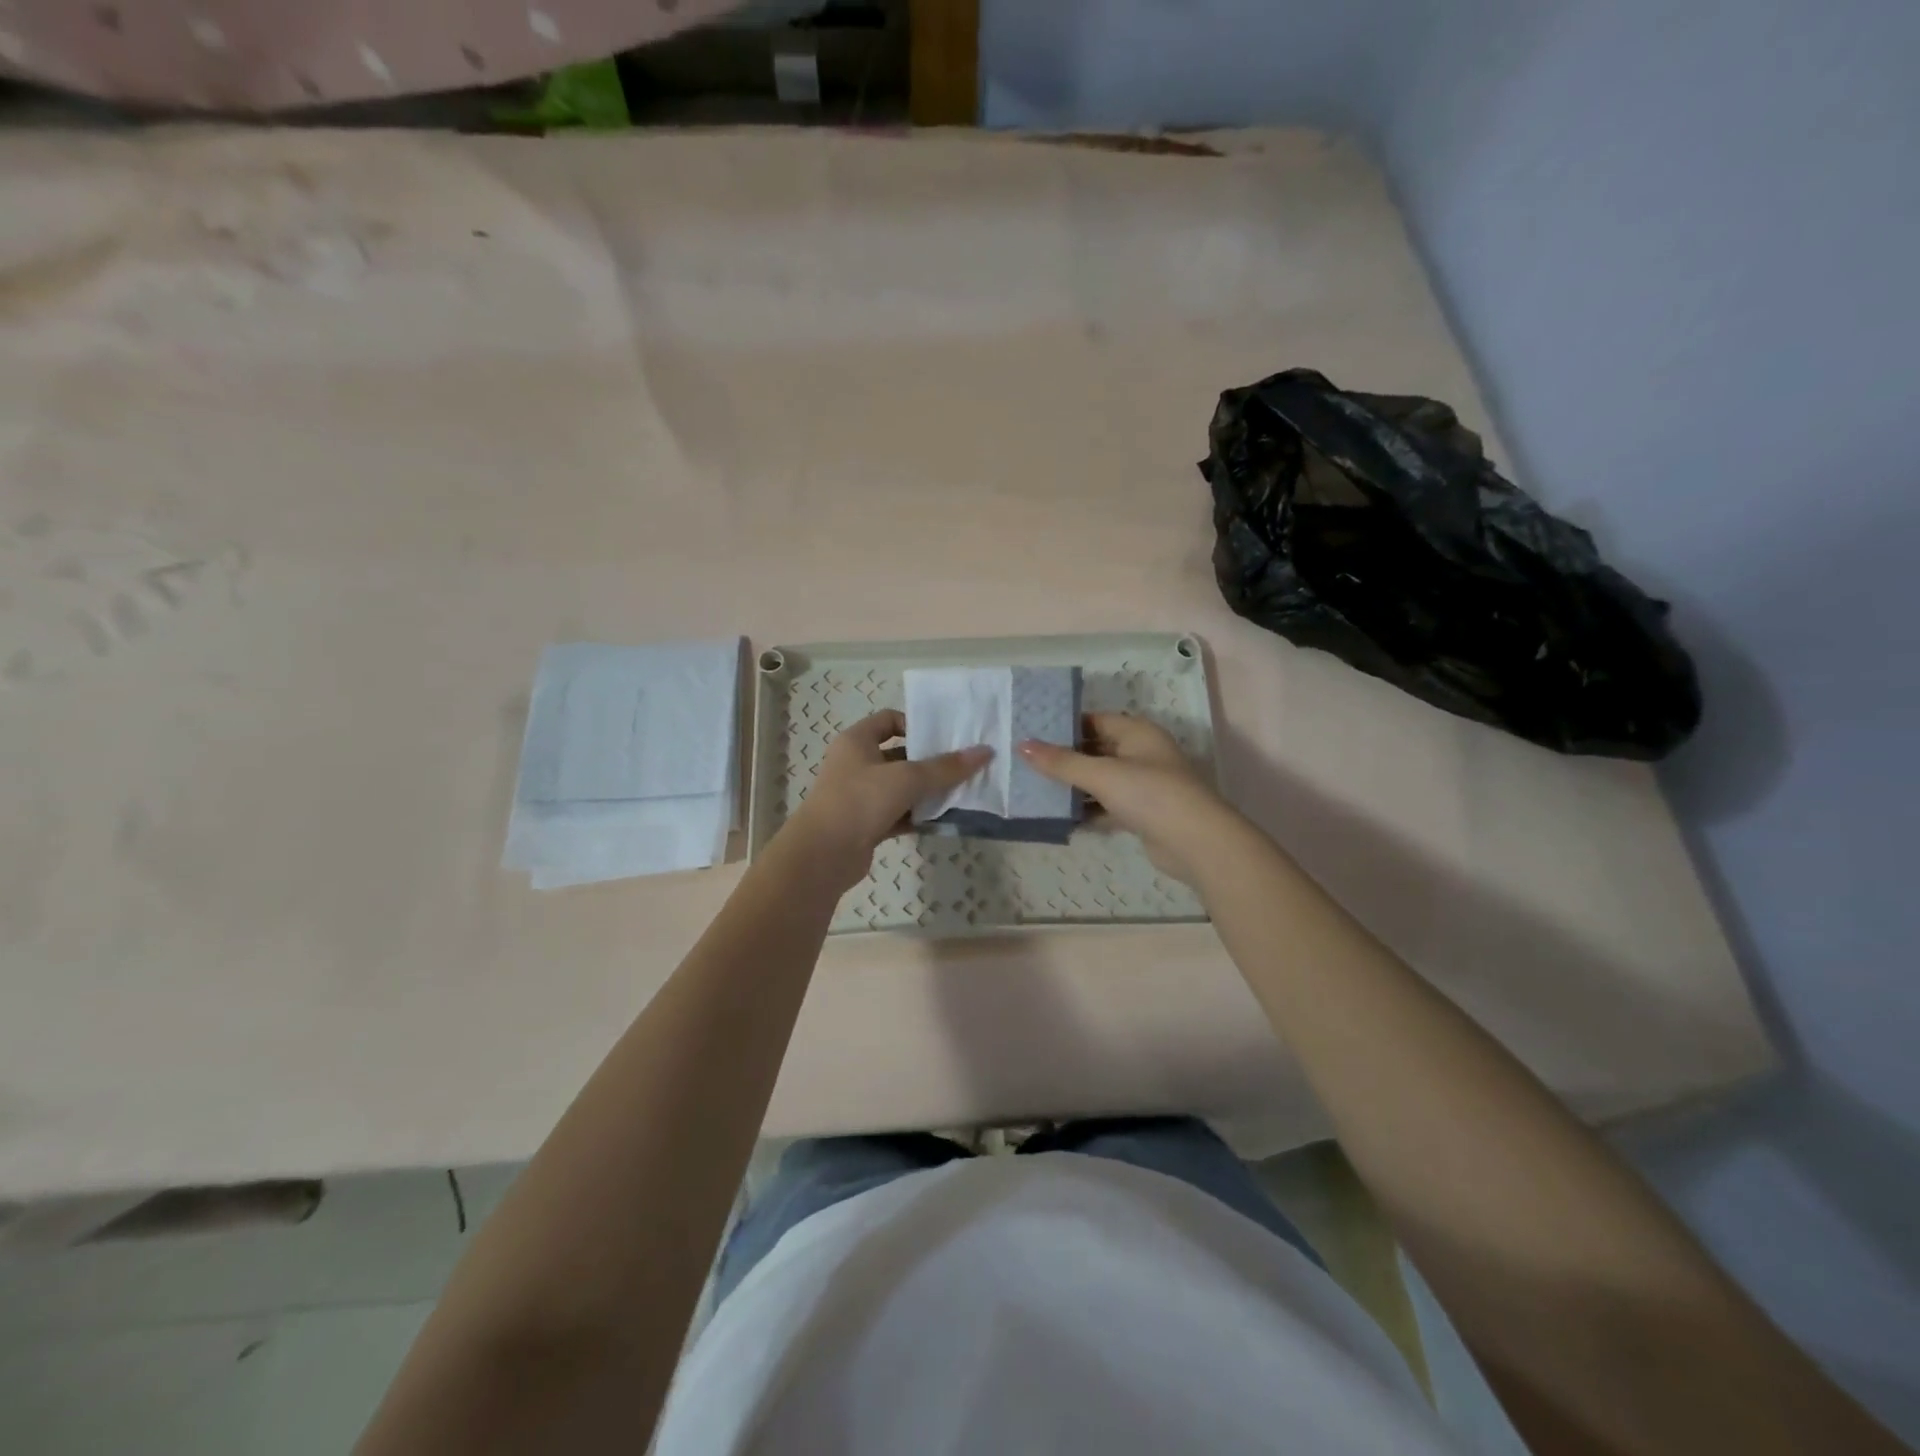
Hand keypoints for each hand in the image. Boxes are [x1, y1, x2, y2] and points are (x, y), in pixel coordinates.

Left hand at [786, 710, 991, 892]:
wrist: (823, 855)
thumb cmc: (861, 800)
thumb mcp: (907, 778)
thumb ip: (946, 767)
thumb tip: (985, 752)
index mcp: (857, 741)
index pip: (889, 720)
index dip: (916, 724)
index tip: (944, 738)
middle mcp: (855, 764)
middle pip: (899, 755)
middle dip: (929, 761)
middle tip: (963, 766)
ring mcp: (859, 796)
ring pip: (900, 788)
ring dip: (927, 791)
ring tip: (961, 792)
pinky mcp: (865, 824)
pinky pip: (898, 814)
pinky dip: (918, 815)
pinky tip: (944, 819)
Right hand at [1018, 714, 1230, 884]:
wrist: (1196, 843)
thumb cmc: (1150, 794)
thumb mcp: (1102, 774)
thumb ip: (1061, 762)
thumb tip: (1022, 745)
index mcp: (1137, 732)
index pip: (1095, 720)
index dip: (1065, 725)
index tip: (1032, 732)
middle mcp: (1142, 753)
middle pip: (1096, 749)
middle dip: (1065, 757)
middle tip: (1027, 761)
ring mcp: (1143, 785)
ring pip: (1101, 779)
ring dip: (1074, 786)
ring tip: (1035, 788)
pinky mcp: (1142, 813)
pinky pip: (1107, 805)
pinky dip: (1088, 809)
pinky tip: (1060, 816)